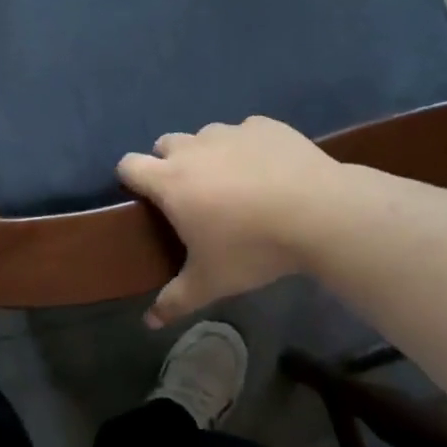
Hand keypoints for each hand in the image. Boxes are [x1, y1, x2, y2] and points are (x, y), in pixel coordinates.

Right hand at [117, 117, 340, 328]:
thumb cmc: (253, 248)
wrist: (318, 212)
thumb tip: (149, 322)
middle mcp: (193, 148)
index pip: (129, 165)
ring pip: (205, 136)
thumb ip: (175, 300)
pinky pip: (245, 132)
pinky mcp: (264, 125)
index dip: (130, 178)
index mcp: (170, 181)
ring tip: (235, 184)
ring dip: (209, 154)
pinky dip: (248, 148)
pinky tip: (269, 171)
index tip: (144, 198)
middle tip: (193, 197)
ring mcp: (229, 132)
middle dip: (170, 164)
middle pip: (165, 145)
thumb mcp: (211, 282)